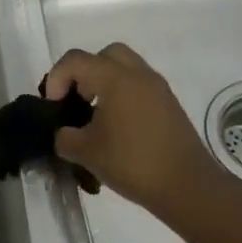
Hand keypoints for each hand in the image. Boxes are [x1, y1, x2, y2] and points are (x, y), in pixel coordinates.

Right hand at [43, 44, 221, 222]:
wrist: (187, 186)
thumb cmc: (132, 162)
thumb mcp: (85, 152)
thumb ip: (64, 136)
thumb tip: (65, 133)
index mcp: (115, 78)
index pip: (75, 60)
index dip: (56, 79)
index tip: (54, 106)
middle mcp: (138, 74)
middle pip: (104, 55)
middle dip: (84, 73)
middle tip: (77, 100)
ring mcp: (157, 88)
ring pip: (125, 69)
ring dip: (104, 83)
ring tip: (94, 116)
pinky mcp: (169, 105)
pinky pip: (139, 86)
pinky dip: (122, 96)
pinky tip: (116, 128)